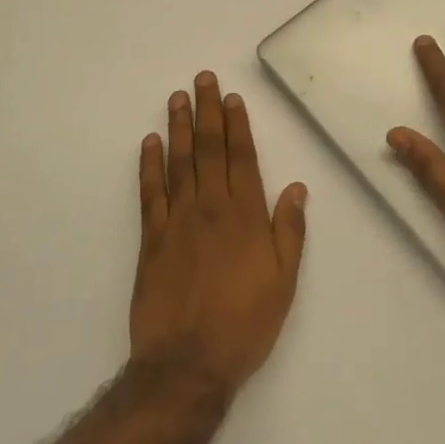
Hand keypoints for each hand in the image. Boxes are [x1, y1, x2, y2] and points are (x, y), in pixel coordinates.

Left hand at [130, 72, 307, 396]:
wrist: (187, 364)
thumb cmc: (245, 324)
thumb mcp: (284, 282)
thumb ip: (289, 231)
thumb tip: (295, 187)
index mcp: (246, 216)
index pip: (242, 158)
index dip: (237, 124)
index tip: (231, 97)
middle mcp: (211, 208)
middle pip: (209, 149)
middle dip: (207, 111)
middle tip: (201, 79)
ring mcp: (177, 221)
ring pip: (179, 162)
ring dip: (179, 127)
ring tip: (177, 98)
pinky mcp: (151, 239)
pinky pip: (149, 193)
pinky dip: (149, 165)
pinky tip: (150, 142)